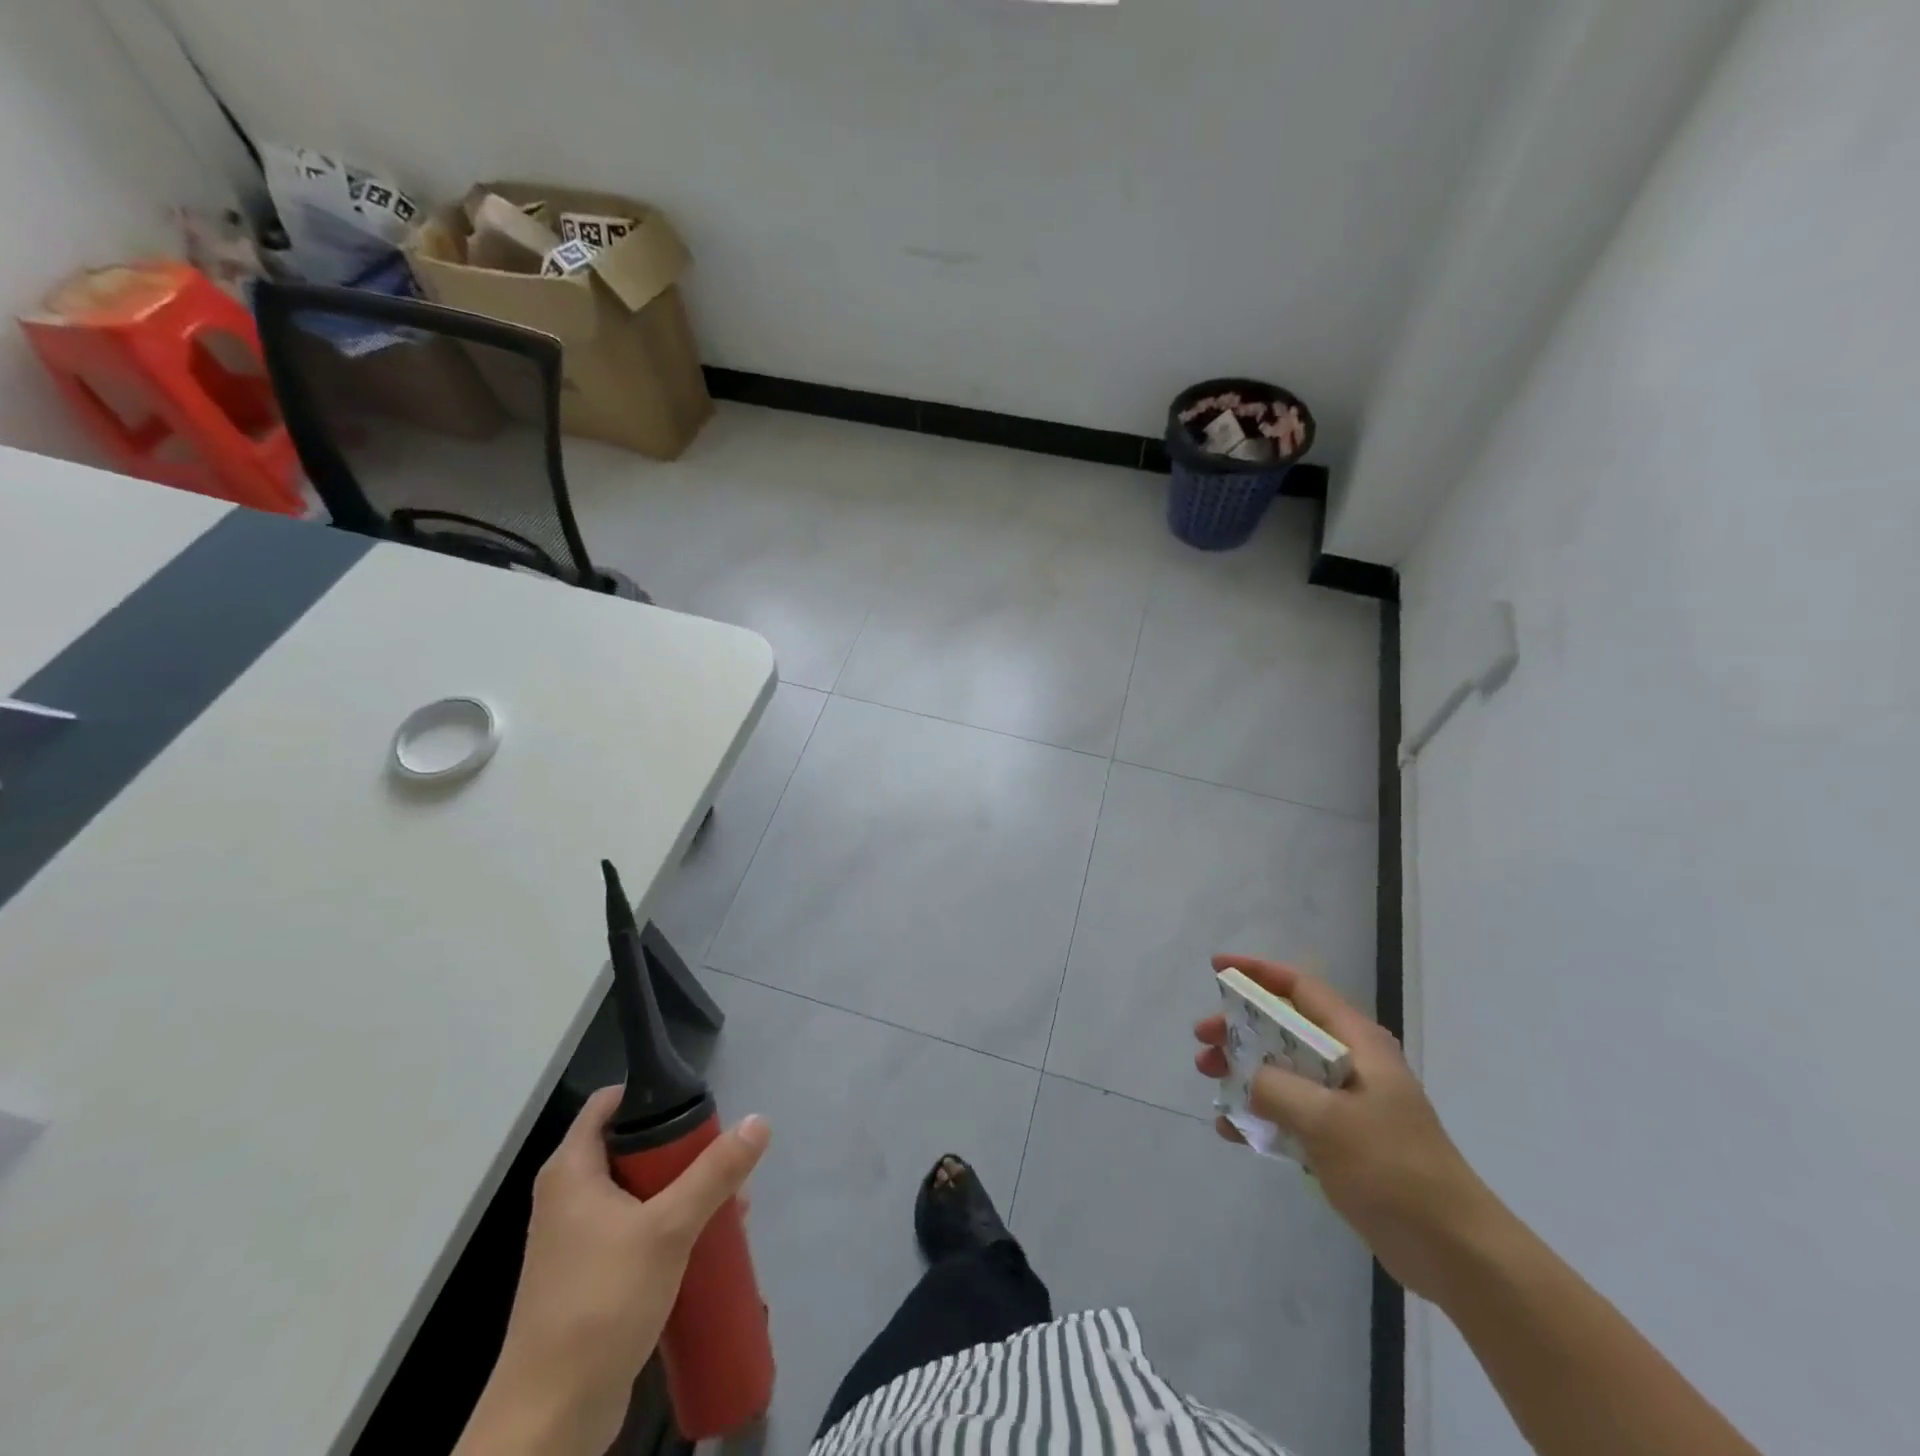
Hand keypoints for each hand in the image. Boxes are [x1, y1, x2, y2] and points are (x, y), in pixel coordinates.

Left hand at [455, 1087, 770, 1455]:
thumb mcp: (668, 1228)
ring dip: (683, 1191)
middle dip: (681, 1150)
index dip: (651, 1094)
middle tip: (723, 1157)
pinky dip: (669, 1226)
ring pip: (638, 1191)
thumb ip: (715, 1172)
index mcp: (571, 1171)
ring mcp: (577, 1239)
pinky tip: (707, 1241)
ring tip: (729, 1202)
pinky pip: (636, 1230)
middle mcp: (568, 1196)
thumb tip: (760, 1121)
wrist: (550, 1419)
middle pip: (631, 1146)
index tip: (697, 1103)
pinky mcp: (590, 1276)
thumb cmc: (602, 1303)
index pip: (610, 1103)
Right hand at [1194, 954, 1494, 1301]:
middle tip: (1203, 1040)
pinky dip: (1258, 1114)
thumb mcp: (1328, 1120)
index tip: (1216, 969)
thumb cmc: (1393, 1169)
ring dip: (1243, 1070)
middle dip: (1239, 1028)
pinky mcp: (1341, 1142)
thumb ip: (1277, 1087)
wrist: (1455, 1252)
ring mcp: (1346, 1104)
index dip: (1257, 973)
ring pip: (1282, 1070)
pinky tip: (1229, 1130)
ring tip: (1208, 1078)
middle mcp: (1351, 1064)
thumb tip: (1249, 1078)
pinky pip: (1289, 1114)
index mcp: (1357, 1043)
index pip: (1300, 988)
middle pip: (1284, 1028)